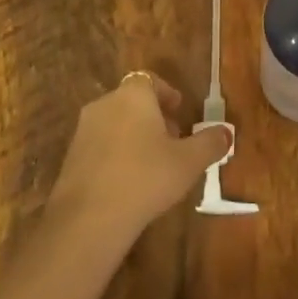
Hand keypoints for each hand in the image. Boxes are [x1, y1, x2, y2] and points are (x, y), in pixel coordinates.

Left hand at [46, 71, 231, 240]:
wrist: (88, 218)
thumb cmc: (146, 178)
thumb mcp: (189, 162)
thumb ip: (210, 143)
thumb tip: (226, 132)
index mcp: (133, 95)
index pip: (150, 80)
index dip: (167, 94)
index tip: (180, 111)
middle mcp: (105, 103)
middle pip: (133, 101)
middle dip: (154, 117)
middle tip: (173, 140)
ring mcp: (83, 130)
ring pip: (116, 123)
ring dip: (134, 135)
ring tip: (153, 164)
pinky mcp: (71, 157)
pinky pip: (101, 145)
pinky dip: (116, 154)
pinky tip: (129, 181)